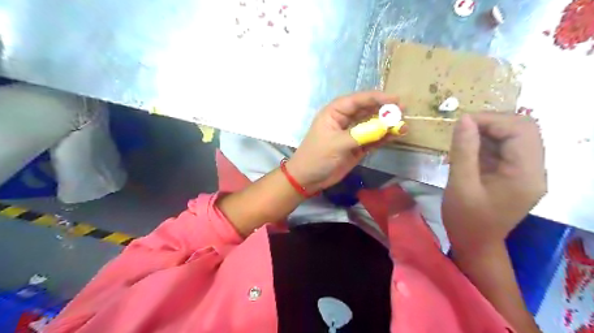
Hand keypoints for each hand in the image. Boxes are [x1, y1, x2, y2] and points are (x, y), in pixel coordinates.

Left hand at [287, 92, 401, 192]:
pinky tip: (395, 136)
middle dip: (384, 110)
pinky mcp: (357, 147)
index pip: (357, 100)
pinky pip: (372, 139)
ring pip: (371, 125)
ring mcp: (351, 134)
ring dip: (386, 125)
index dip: (376, 98)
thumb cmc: (317, 157)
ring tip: (403, 125)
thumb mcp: (336, 144)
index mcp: (334, 113)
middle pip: (367, 110)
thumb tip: (385, 127)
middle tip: (403, 111)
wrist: (308, 179)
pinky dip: (383, 137)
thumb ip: (361, 135)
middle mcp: (344, 120)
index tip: (395, 99)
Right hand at [440, 113, 547, 252]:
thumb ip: (463, 151)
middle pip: (524, 130)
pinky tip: (469, 149)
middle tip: (463, 129)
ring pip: (516, 137)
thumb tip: (463, 120)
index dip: (491, 120)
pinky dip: (488, 143)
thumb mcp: (460, 185)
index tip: (461, 123)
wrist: (475, 244)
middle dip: (492, 123)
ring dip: (489, 132)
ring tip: (463, 138)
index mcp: (526, 175)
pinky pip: (507, 149)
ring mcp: (528, 173)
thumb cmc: (466, 219)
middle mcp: (535, 170)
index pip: (520, 131)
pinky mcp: (518, 175)